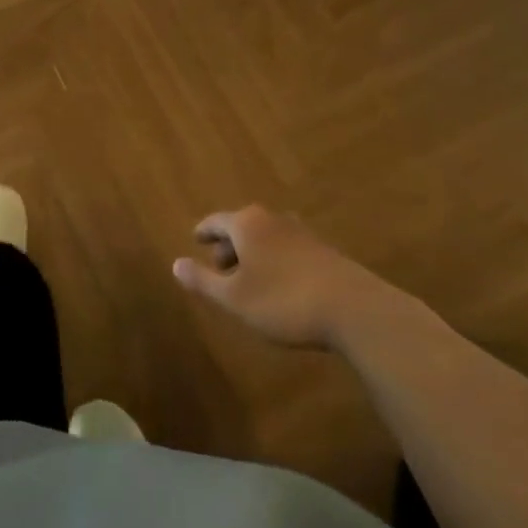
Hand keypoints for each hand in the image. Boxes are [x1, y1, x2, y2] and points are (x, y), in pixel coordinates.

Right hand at [172, 206, 377, 348]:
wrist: (353, 309)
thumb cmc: (283, 300)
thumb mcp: (234, 298)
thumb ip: (203, 280)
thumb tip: (175, 264)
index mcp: (246, 224)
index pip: (216, 220)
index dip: (204, 231)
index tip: (196, 240)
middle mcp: (272, 219)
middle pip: (242, 226)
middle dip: (229, 245)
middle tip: (220, 265)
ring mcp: (301, 232)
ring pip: (267, 237)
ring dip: (254, 254)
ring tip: (249, 278)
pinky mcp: (323, 250)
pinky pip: (287, 248)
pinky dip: (275, 260)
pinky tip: (280, 284)